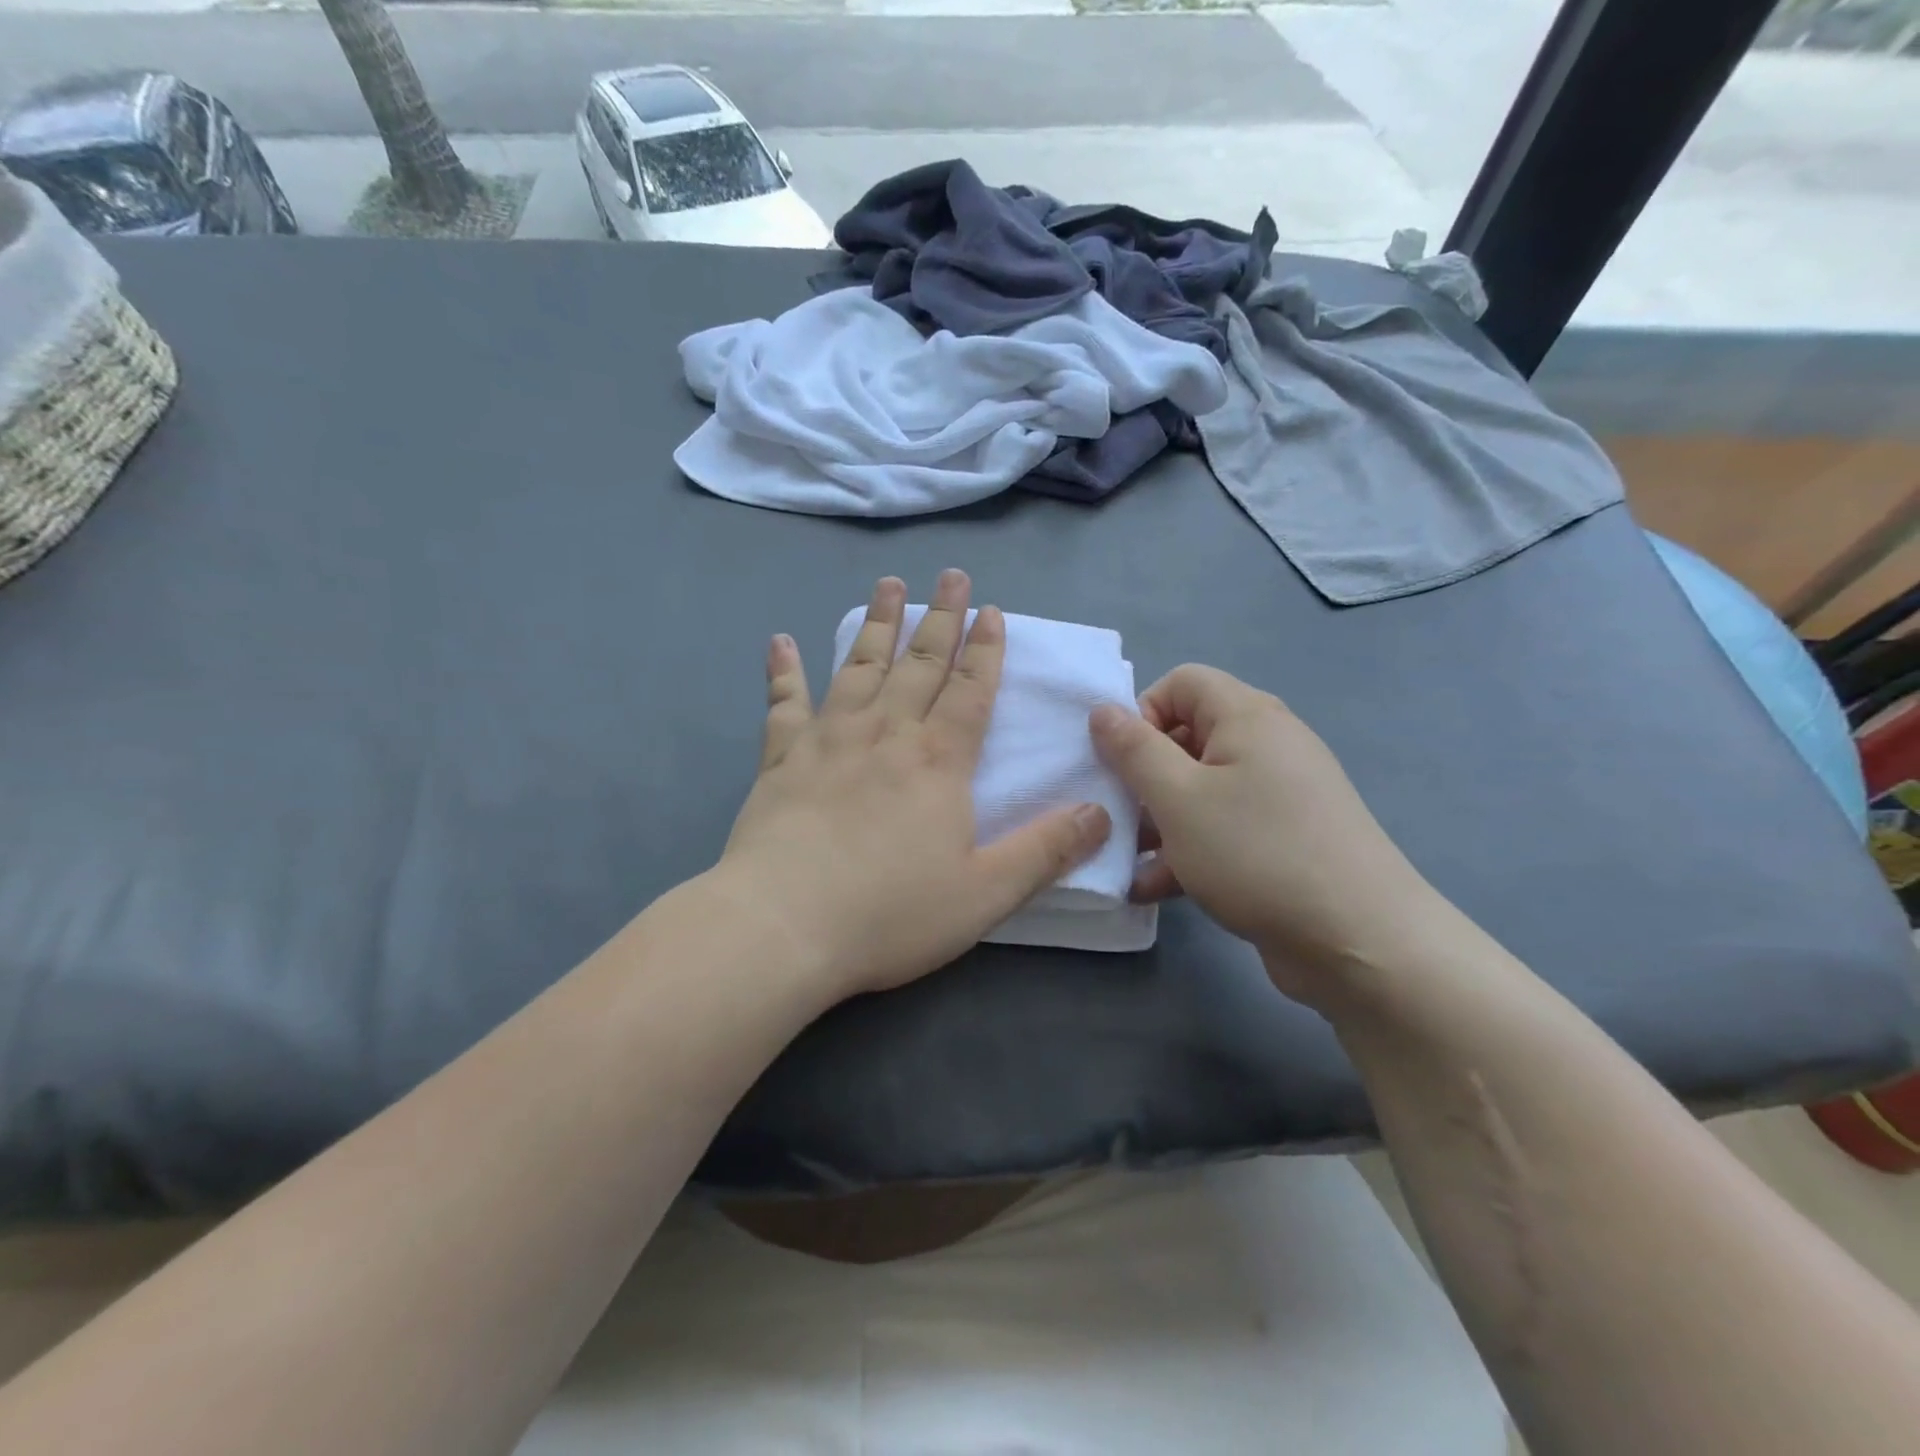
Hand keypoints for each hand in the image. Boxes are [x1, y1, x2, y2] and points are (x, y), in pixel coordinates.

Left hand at [715, 570, 1112, 1001]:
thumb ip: (1044, 851)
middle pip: (919, 665)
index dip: (985, 651)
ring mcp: (828, 740)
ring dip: (878, 625)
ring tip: (889, 585)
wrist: (783, 928)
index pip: (970, 692)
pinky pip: (784, 704)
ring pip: (859, 668)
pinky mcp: (780, 760)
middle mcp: (885, 734)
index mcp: (938, 762)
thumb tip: (1100, 812)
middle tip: (951, 576)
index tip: (992, 611)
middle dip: (940, 619)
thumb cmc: (889, 913)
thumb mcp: (985, 894)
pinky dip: (783, 672)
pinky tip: (781, 642)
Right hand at [1089, 665, 1445, 1001]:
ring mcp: (1280, 796)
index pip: (1182, 683)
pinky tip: (1155, 888)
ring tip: (1129, 859)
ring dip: (1160, 819)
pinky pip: (1224, 828)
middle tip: (1119, 814)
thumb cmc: (1257, 854)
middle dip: (1144, 774)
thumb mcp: (1178, 798)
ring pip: (1201, 789)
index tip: (1121, 762)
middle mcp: (1268, 746)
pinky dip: (1189, 849)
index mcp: (1248, 718)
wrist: (1360, 942)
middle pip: (1188, 737)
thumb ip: (1134, 750)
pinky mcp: (1284, 841)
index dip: (1142, 712)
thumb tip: (1103, 710)